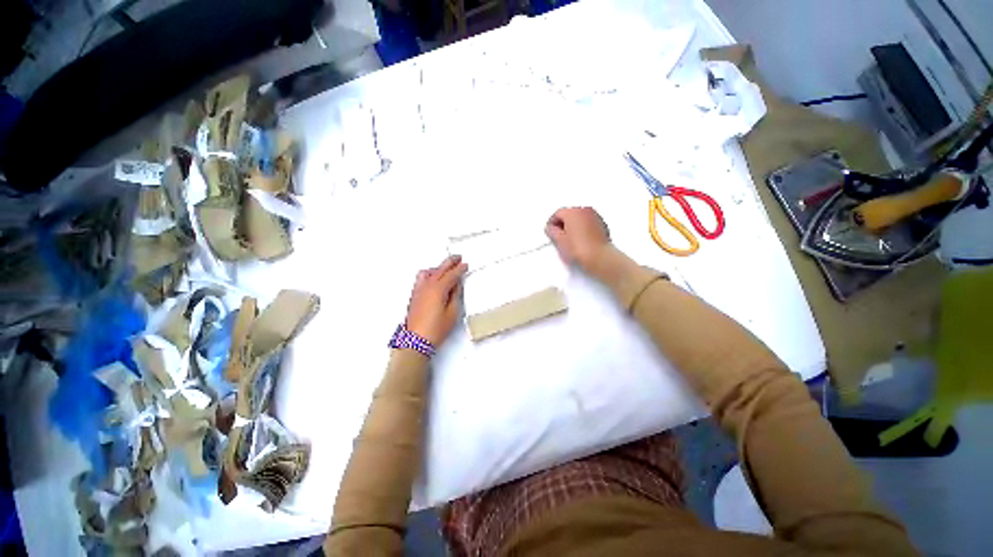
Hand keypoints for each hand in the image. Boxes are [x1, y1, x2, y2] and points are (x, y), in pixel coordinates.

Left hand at [405, 255, 467, 344]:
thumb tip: (457, 285)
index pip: (452, 274)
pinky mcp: (414, 295)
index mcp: (438, 289)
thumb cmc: (435, 329)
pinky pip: (421, 278)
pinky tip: (433, 278)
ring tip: (446, 268)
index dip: (460, 269)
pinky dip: (429, 273)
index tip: (465, 265)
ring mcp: (419, 290)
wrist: (416, 340)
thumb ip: (455, 295)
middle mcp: (427, 286)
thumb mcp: (452, 312)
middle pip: (440, 269)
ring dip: (439, 267)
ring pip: (429, 271)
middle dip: (450, 262)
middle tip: (458, 258)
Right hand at [545, 207, 611, 271]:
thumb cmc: (581, 249)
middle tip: (559, 235)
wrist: (599, 257)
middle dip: (563, 223)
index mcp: (573, 212)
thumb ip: (552, 232)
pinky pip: (588, 223)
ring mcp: (595, 217)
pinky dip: (583, 228)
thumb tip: (552, 229)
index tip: (550, 230)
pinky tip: (580, 240)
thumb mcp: (559, 241)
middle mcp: (585, 211)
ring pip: (579, 218)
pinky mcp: (602, 224)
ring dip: (573, 225)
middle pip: (569, 213)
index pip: (558, 213)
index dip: (552, 223)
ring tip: (570, 239)